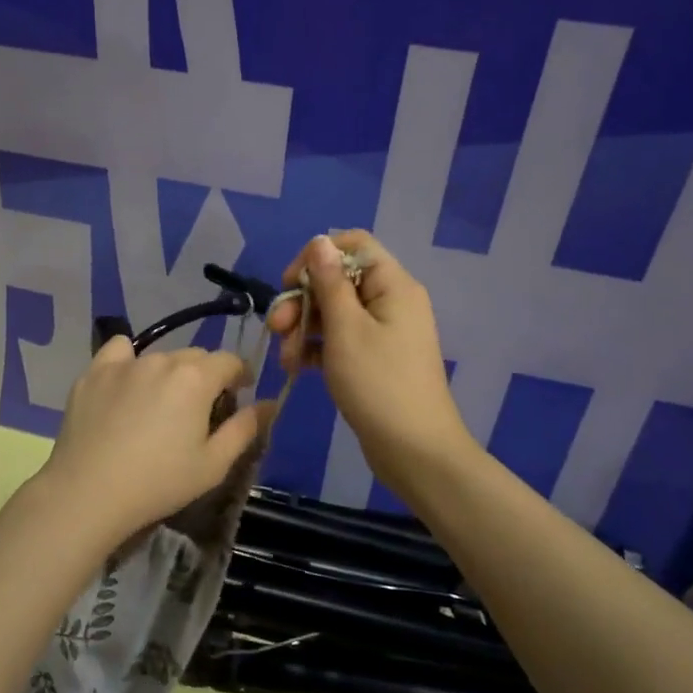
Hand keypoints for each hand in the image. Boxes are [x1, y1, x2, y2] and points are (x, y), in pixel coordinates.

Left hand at [36, 337, 269, 543]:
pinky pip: (118, 352)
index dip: (240, 375)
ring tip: (160, 403)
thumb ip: (245, 429)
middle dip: (205, 376)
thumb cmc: (159, 483)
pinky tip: (125, 384)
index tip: (239, 394)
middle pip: (195, 356)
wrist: (88, 493)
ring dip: (169, 372)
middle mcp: (162, 359)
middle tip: (199, 409)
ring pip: (159, 356)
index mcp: (196, 378)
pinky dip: (128, 361)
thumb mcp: (214, 464)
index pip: (230, 361)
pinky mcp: (93, 373)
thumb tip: (268, 404)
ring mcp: (124, 363)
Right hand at [268, 232, 472, 491]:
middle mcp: (390, 301)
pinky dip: (316, 348)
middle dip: (302, 300)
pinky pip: (339, 339)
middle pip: (337, 280)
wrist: (415, 451)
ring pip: (333, 312)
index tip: (289, 283)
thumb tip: (318, 240)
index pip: (353, 245)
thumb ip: (328, 282)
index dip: (316, 257)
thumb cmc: (379, 384)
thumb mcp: (346, 329)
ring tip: (285, 358)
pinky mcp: (373, 358)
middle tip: (277, 327)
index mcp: (392, 285)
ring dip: (303, 328)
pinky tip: (295, 367)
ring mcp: (383, 331)